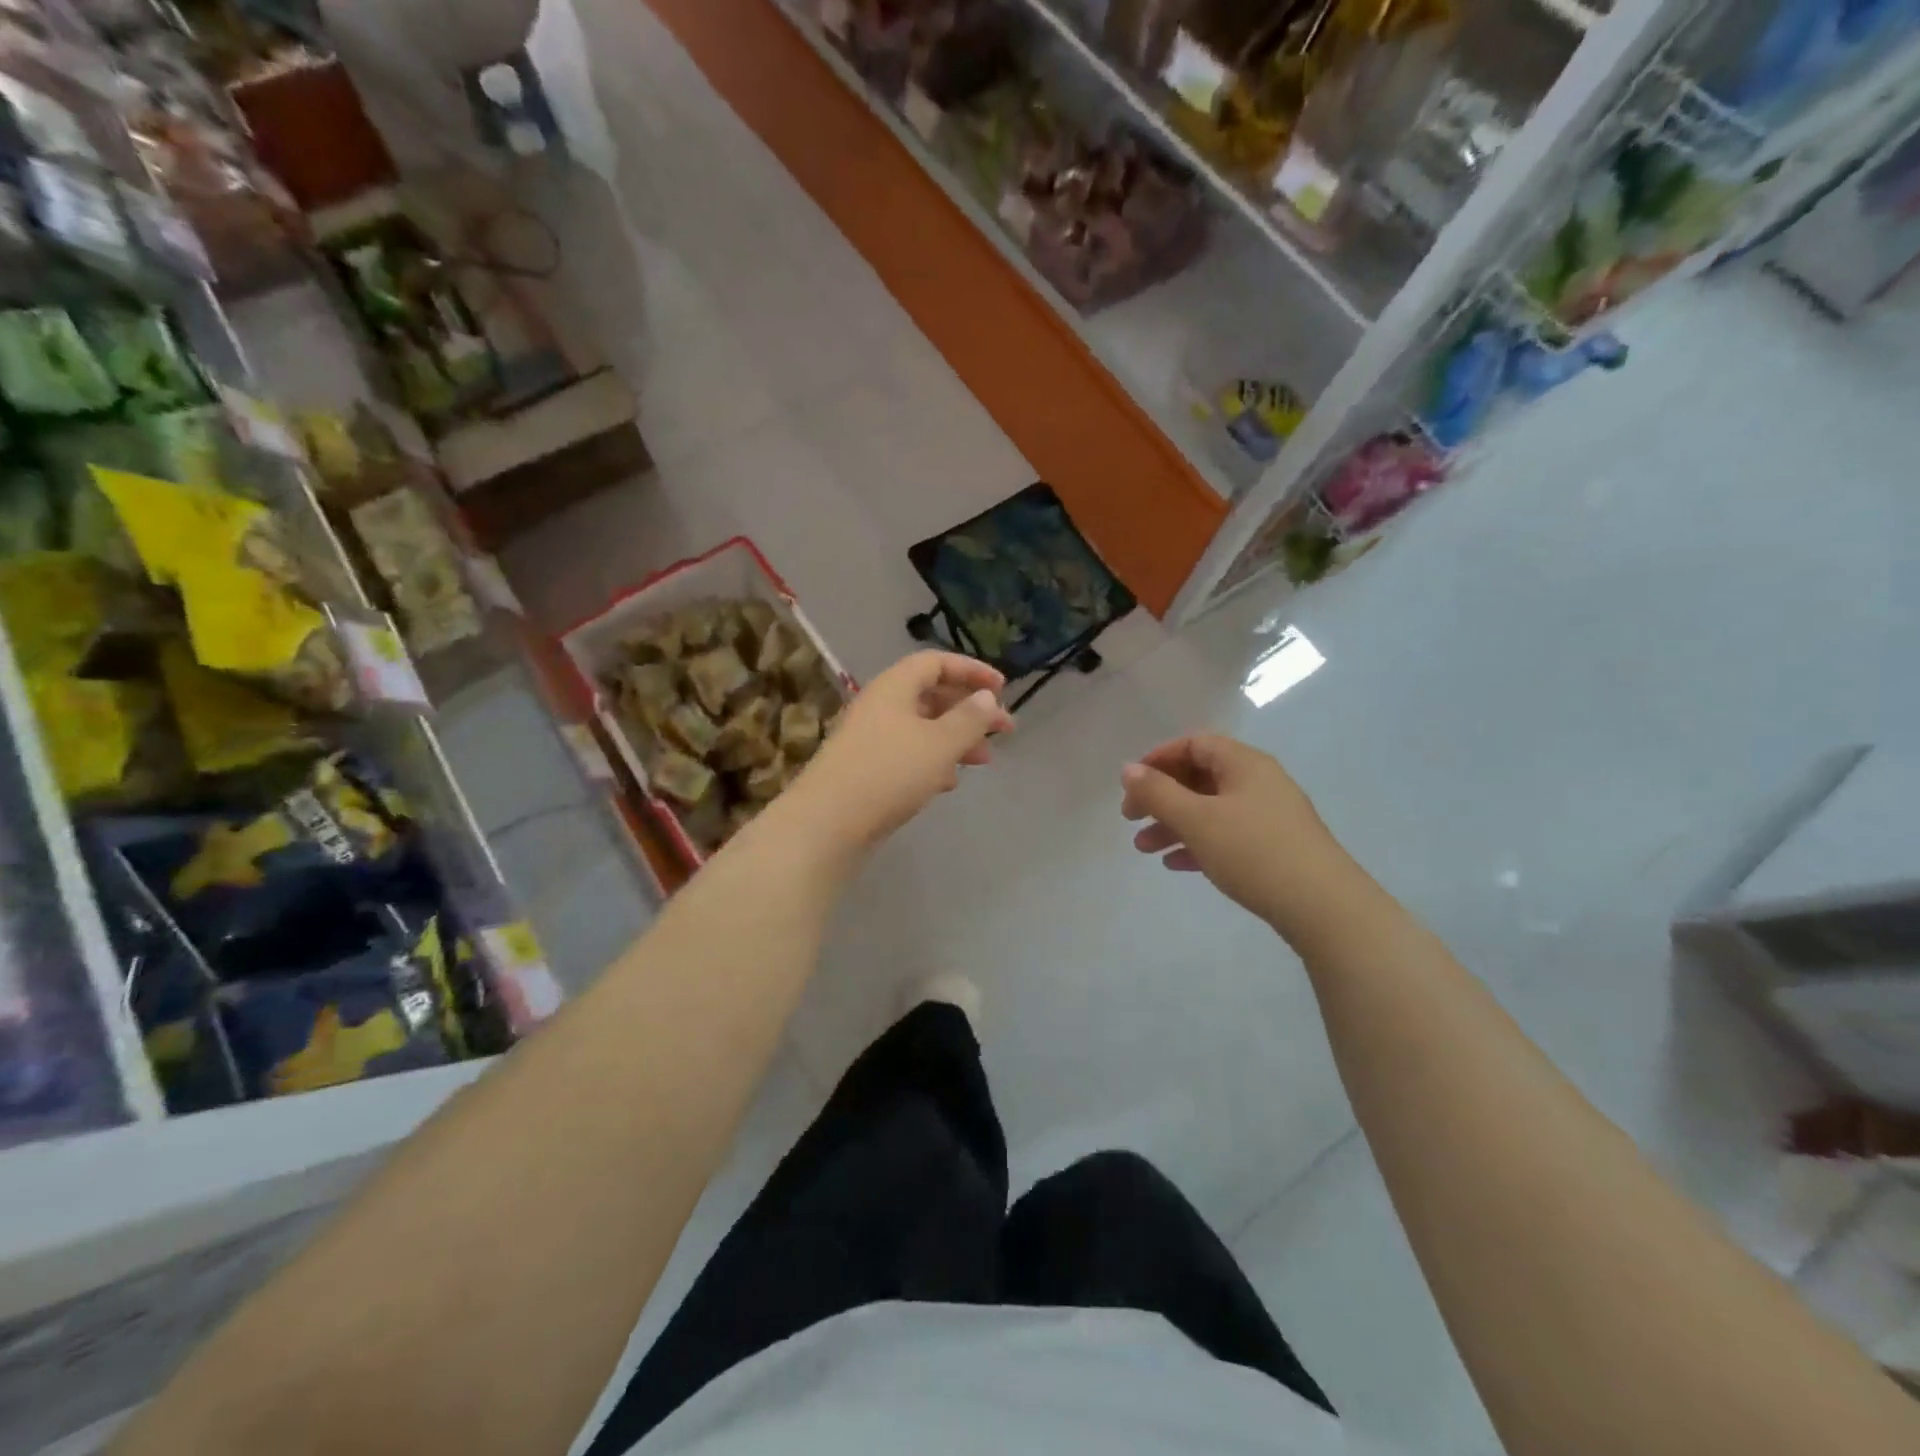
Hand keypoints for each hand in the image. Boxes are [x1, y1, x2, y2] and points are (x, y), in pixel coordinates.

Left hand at [782, 651, 1012, 856]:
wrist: (828, 823)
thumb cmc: (889, 773)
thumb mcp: (940, 743)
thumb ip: (969, 718)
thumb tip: (986, 697)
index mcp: (894, 687)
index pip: (936, 663)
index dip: (971, 670)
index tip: (1003, 689)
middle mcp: (881, 707)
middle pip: (931, 696)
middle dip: (970, 710)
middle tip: (1004, 730)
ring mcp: (871, 739)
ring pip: (923, 728)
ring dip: (956, 739)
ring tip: (984, 760)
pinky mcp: (868, 770)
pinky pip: (909, 755)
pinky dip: (934, 761)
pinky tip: (949, 782)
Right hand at [1121, 734, 1350, 935]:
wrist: (1323, 907)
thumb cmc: (1254, 851)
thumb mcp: (1197, 819)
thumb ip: (1158, 792)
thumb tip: (1128, 769)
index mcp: (1244, 764)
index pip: (1194, 744)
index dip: (1158, 758)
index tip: (1131, 784)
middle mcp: (1259, 783)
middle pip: (1199, 777)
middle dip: (1161, 797)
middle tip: (1130, 819)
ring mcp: (1269, 816)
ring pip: (1210, 810)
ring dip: (1174, 824)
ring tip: (1144, 849)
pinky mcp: (1275, 848)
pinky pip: (1227, 835)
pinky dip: (1198, 844)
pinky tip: (1177, 865)